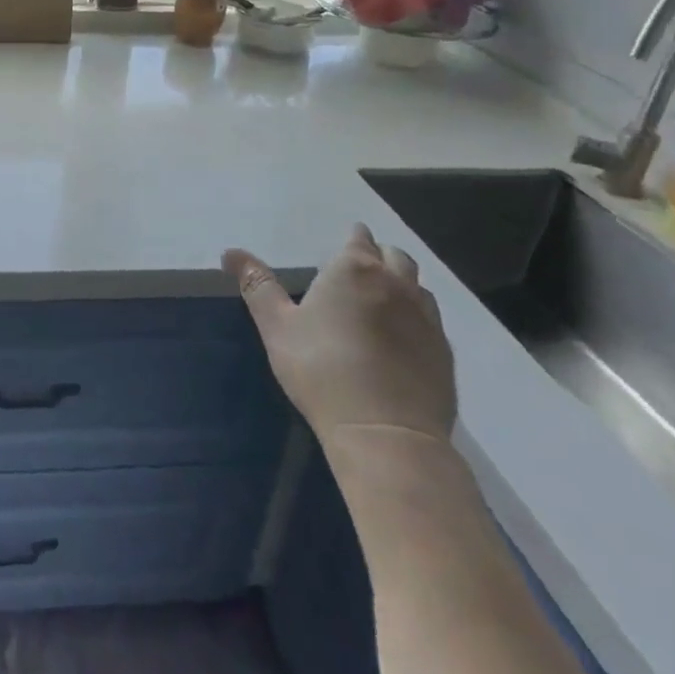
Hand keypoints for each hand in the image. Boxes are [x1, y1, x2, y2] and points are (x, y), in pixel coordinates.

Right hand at [224, 224, 455, 453]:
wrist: (385, 433)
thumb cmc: (321, 370)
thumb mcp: (276, 326)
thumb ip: (257, 285)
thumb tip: (230, 252)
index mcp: (355, 270)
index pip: (359, 240)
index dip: (353, 239)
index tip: (343, 247)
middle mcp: (396, 285)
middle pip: (395, 256)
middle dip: (379, 256)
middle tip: (359, 271)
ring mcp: (426, 319)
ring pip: (417, 286)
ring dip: (401, 284)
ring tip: (382, 300)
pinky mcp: (444, 353)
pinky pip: (431, 321)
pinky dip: (416, 317)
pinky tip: (401, 337)